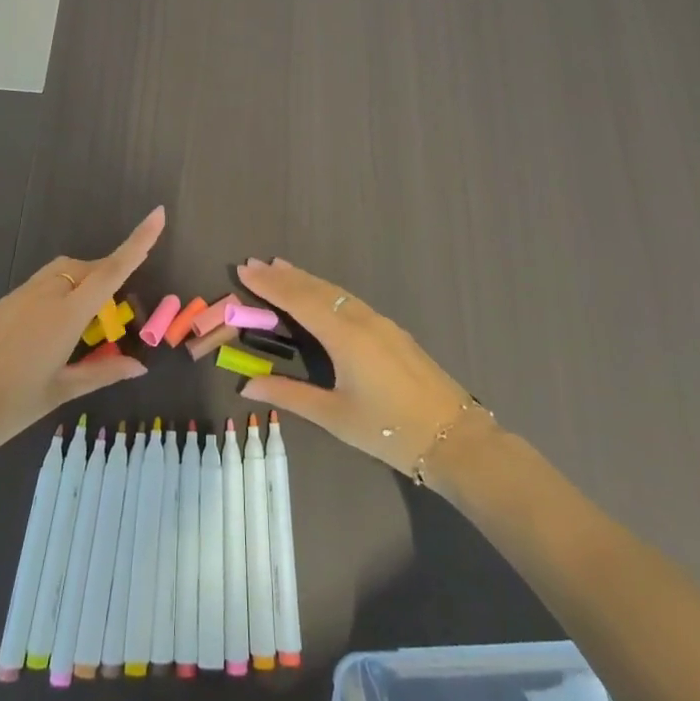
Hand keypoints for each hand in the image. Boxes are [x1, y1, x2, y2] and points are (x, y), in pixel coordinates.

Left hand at [0, 208, 163, 464]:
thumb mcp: (60, 391)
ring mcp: (18, 296)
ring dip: (81, 284)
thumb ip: (101, 373)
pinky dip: (57, 295)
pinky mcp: (0, 305)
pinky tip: (48, 334)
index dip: (138, 242)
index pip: (111, 271)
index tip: (158, 214)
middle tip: (114, 314)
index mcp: (66, 314)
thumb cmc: (8, 407)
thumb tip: (139, 366)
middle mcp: (44, 294)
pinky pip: (39, 287)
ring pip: (60, 274)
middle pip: (85, 268)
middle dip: (107, 276)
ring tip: (84, 327)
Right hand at [234, 258, 486, 476]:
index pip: (299, 301)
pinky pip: (349, 300)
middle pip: (316, 289)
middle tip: (254, 263)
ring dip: (305, 279)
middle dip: (284, 276)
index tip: (245, 268)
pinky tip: (319, 293)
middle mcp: (361, 319)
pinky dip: (326, 290)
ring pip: (335, 291)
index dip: (270, 285)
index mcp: (345, 336)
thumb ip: (290, 395)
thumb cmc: (388, 430)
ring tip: (280, 268)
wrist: (454, 437)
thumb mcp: (334, 416)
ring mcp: (380, 322)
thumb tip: (247, 386)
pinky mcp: (392, 331)